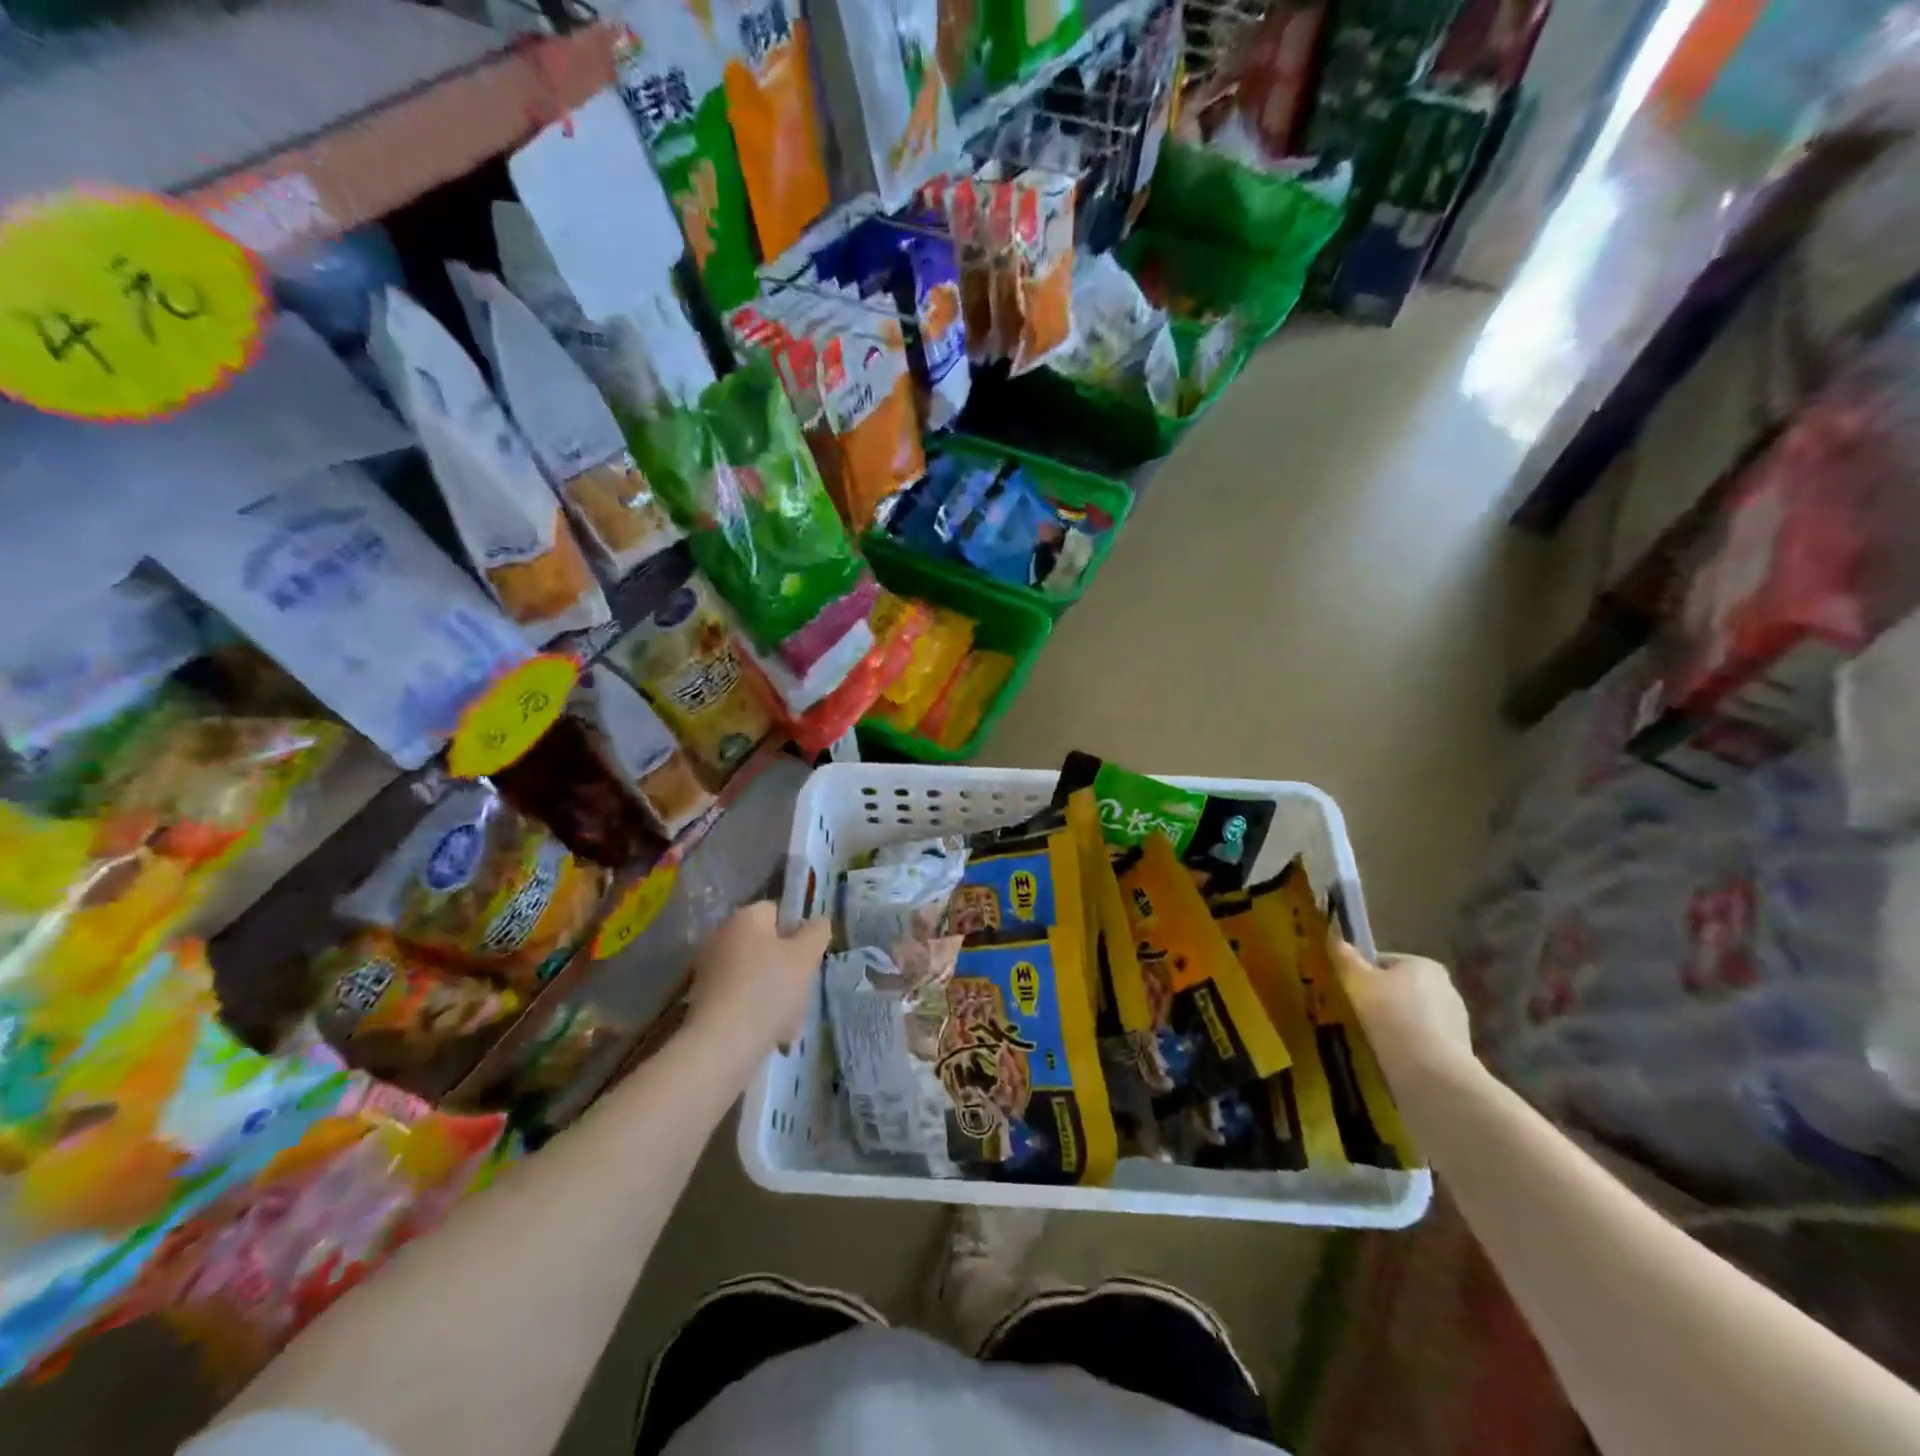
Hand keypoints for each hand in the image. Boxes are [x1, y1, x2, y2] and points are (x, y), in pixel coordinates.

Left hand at [683, 903, 830, 1059]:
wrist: (722, 1045)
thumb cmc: (768, 990)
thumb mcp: (806, 957)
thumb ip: (817, 932)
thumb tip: (817, 922)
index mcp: (745, 918)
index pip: (776, 912)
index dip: (797, 932)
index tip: (809, 957)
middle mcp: (721, 938)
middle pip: (767, 948)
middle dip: (788, 971)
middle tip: (802, 993)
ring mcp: (708, 972)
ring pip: (756, 978)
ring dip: (775, 997)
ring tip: (789, 1025)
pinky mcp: (702, 1003)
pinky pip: (741, 1001)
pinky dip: (756, 1015)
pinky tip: (770, 1037)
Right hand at [1332, 937, 1475, 1082]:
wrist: (1430, 1072)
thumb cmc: (1390, 1014)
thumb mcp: (1357, 981)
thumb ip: (1345, 958)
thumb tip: (1334, 937)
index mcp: (1424, 965)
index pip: (1384, 963)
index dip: (1362, 975)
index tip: (1349, 993)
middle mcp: (1447, 987)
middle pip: (1400, 989)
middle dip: (1380, 1001)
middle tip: (1356, 1016)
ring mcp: (1456, 1021)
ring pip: (1412, 1016)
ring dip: (1395, 1024)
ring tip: (1373, 1040)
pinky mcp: (1459, 1051)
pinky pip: (1423, 1041)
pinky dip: (1408, 1046)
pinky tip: (1392, 1056)